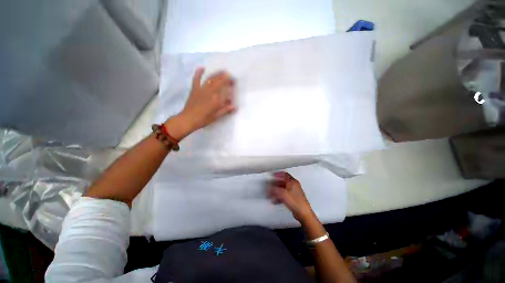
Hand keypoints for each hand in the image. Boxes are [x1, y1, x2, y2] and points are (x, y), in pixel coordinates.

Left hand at [181, 68, 235, 130]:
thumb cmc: (203, 119)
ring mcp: (201, 89)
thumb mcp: (216, 116)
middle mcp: (209, 92)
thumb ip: (225, 110)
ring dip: (217, 74)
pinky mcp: (194, 89)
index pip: (225, 88)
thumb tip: (234, 107)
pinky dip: (198, 73)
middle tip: (230, 76)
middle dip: (225, 77)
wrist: (188, 119)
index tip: (234, 81)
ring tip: (222, 71)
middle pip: (219, 82)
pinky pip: (196, 79)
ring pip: (210, 79)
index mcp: (216, 99)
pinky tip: (202, 68)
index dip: (230, 83)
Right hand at [267, 172, 314, 222]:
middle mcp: (293, 185)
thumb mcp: (282, 194)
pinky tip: (274, 201)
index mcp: (293, 182)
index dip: (277, 174)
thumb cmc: (295, 202)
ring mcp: (293, 192)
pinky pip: (283, 195)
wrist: (303, 214)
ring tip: (269, 195)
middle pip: (282, 182)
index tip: (271, 176)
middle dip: (274, 185)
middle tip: (268, 187)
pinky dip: (278, 196)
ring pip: (282, 189)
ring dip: (275, 191)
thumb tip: (268, 186)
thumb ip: (274, 189)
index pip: (284, 174)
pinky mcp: (292, 198)